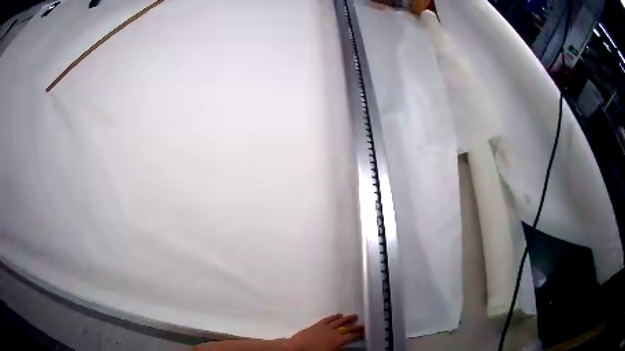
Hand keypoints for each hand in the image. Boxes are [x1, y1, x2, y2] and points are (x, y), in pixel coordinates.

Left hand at [285, 314, 363, 350]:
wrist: (297, 348)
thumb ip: (338, 350)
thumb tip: (344, 347)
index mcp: (338, 341)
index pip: (351, 336)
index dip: (359, 333)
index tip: (365, 330)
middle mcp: (333, 333)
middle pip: (347, 328)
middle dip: (355, 326)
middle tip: (362, 323)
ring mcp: (325, 327)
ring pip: (339, 321)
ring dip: (347, 319)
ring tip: (354, 316)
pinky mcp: (317, 325)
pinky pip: (328, 319)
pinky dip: (334, 316)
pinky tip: (338, 315)